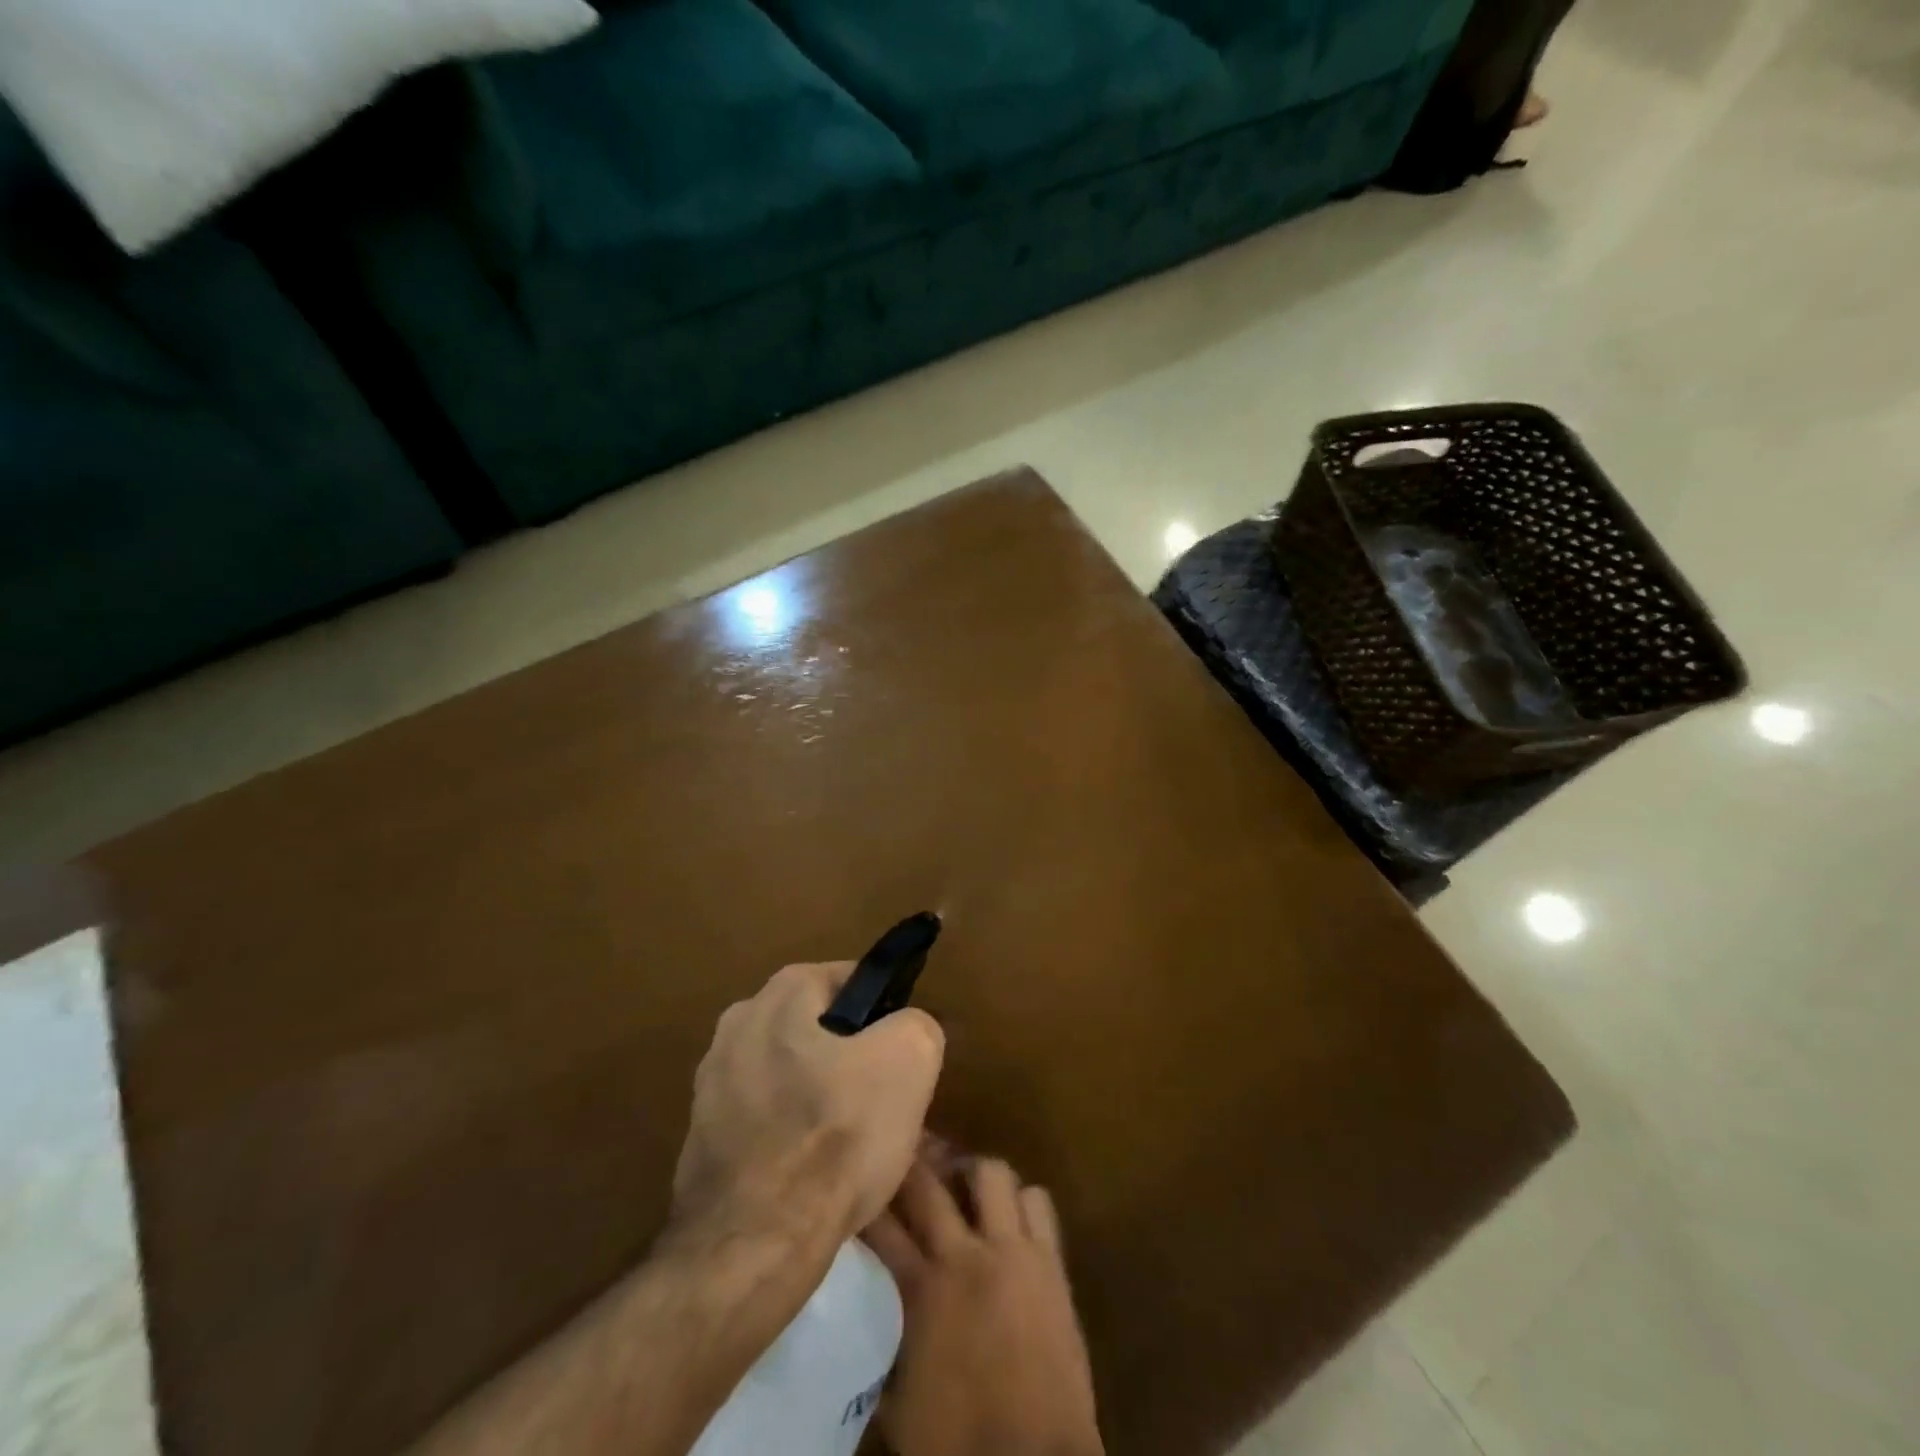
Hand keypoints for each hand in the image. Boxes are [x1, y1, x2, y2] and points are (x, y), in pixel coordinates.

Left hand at [671, 962, 944, 1254]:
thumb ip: (916, 1023)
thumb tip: (905, 1029)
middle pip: (818, 1028)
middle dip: (851, 1056)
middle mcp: (737, 1023)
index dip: (885, 1014)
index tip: (902, 1055)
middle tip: (881, 1099)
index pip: (851, 980)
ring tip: (850, 1142)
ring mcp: (711, 1082)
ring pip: (790, 1074)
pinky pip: (764, 1118)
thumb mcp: (910, 1060)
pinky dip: (788, 1134)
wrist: (755, 1245)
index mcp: (781, 992)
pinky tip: (810, 1171)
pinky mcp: (700, 1136)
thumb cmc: (837, 1135)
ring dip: (819, 1096)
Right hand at [864, 1155, 1102, 1455]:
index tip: (860, 1184)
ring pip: (992, 1174)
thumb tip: (873, 1311)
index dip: (868, 1200)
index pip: (882, 1226)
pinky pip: (1038, 1203)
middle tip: (908, 1158)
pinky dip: (1022, 1203)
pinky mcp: (1051, 1262)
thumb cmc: (955, 1442)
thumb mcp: (897, 1397)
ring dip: (975, 1176)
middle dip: (913, 1165)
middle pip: (929, 1185)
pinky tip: (1012, 1218)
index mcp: (920, 1290)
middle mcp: (963, 1256)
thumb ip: (885, 1339)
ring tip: (967, 1186)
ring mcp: (1012, 1252)